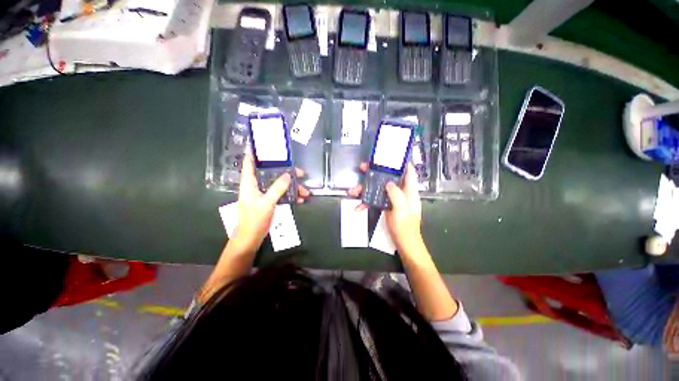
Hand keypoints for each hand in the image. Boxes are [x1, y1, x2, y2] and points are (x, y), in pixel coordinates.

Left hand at [232, 150, 309, 251]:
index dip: (253, 151)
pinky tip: (300, 200)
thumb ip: (277, 188)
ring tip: (306, 192)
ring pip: (279, 184)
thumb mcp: (267, 203)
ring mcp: (264, 194)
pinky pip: (282, 194)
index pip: (249, 162)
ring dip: (293, 187)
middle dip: (286, 171)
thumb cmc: (254, 219)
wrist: (250, 238)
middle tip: (300, 172)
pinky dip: (291, 196)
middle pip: (271, 173)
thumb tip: (288, 175)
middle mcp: (256, 185)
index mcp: (249, 182)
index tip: (260, 142)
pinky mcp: (269, 201)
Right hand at [348, 163, 423, 255]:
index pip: (408, 172)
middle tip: (362, 167)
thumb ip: (396, 195)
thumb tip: (388, 182)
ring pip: (378, 188)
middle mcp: (400, 192)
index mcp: (409, 191)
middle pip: (388, 177)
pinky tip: (357, 208)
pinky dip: (366, 203)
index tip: (390, 154)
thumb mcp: (402, 210)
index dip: (401, 162)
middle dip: (375, 172)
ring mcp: (392, 199)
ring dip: (365, 188)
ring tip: (353, 191)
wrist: (404, 243)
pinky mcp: (385, 206)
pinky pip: (374, 200)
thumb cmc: (405, 227)